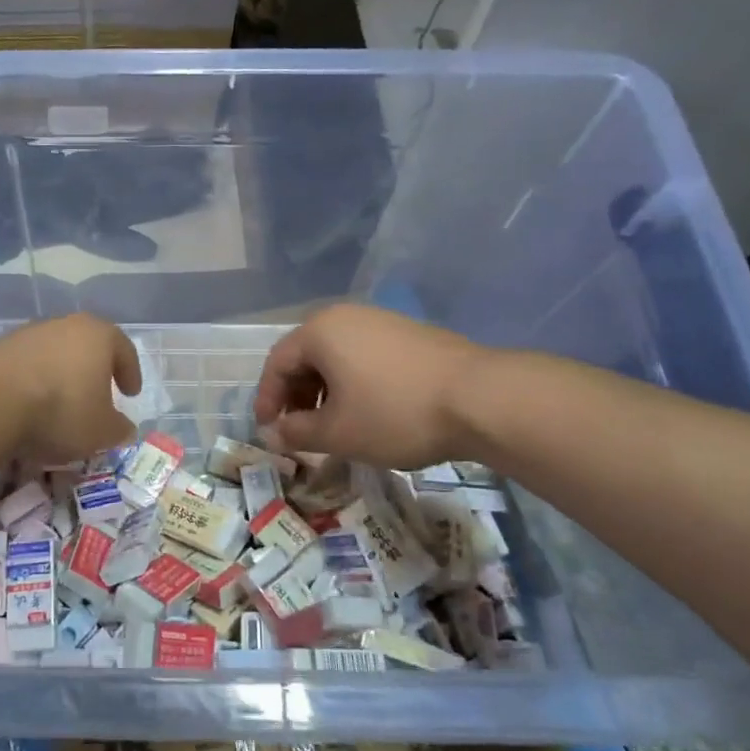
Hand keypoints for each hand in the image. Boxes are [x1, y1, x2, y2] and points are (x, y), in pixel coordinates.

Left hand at [0, 314, 141, 463]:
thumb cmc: (61, 410)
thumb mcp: (102, 431)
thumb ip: (118, 429)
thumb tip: (124, 429)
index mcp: (99, 335)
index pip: (124, 350)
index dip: (130, 373)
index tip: (131, 394)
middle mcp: (65, 325)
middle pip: (87, 346)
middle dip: (94, 370)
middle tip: (98, 394)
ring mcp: (29, 333)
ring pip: (55, 353)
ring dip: (61, 375)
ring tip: (61, 404)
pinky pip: (28, 365)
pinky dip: (34, 382)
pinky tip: (31, 406)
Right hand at [253, 304, 486, 469]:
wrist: (482, 398)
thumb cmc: (395, 413)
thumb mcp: (338, 432)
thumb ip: (297, 432)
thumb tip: (273, 434)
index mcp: (320, 331)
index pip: (276, 363)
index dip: (267, 399)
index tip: (269, 431)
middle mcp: (346, 316)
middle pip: (306, 356)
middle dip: (296, 396)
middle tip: (299, 431)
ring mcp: (382, 321)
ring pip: (336, 356)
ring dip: (325, 391)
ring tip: (333, 425)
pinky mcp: (410, 334)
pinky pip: (365, 356)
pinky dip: (353, 383)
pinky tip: (368, 411)